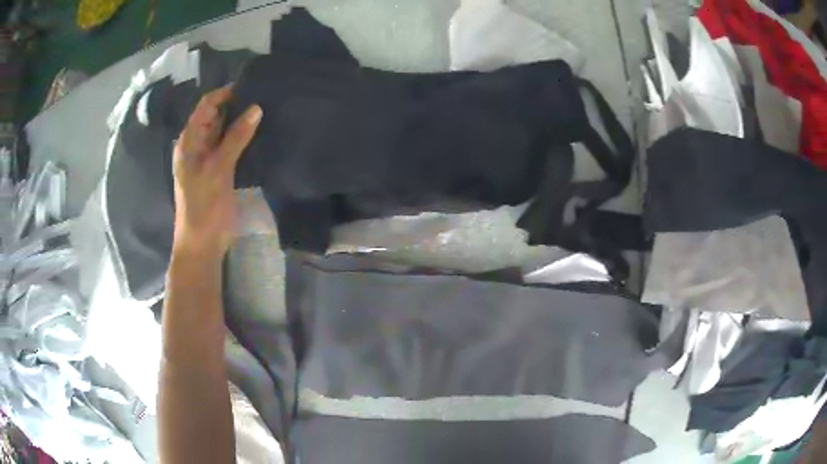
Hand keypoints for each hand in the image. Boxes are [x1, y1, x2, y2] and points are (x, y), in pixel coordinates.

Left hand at [172, 86, 261, 256]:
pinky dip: (242, 137)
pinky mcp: (219, 169)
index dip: (226, 93)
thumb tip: (256, 108)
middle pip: (215, 115)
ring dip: (240, 120)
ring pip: (224, 130)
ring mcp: (208, 157)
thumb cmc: (204, 206)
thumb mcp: (218, 169)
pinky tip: (260, 132)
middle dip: (236, 104)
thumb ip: (236, 138)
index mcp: (189, 140)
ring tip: (266, 108)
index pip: (207, 105)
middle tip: (264, 94)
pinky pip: (230, 146)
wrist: (202, 243)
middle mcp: (197, 144)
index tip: (252, 84)